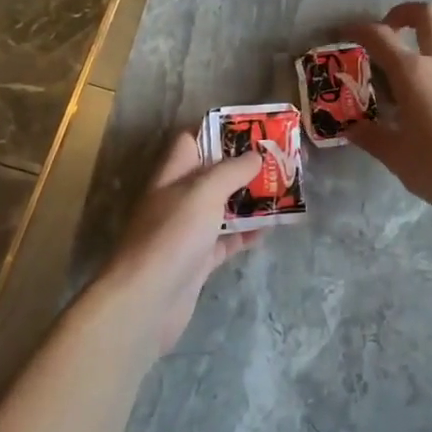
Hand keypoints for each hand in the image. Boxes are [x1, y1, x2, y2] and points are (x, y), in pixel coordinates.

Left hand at [100, 132, 261, 353]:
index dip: (218, 132)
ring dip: (250, 199)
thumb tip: (256, 155)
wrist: (147, 300)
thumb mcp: (203, 192)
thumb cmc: (173, 235)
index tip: (252, 130)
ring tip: (284, 189)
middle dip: (244, 167)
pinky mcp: (199, 259)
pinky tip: (271, 227)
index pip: (192, 141)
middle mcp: (178, 199)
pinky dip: (247, 233)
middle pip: (213, 174)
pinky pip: (227, 239)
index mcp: (173, 174)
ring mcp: (188, 231)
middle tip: (279, 160)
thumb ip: (231, 170)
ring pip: (223, 207)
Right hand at [343, 2, 431, 214]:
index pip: (380, 36)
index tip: (346, 33)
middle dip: (405, 13)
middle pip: (428, 14)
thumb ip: (371, 137)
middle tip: (391, 31)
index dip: (359, 29)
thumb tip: (352, 129)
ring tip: (412, 78)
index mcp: (413, 73)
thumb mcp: (395, 155)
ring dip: (428, 47)